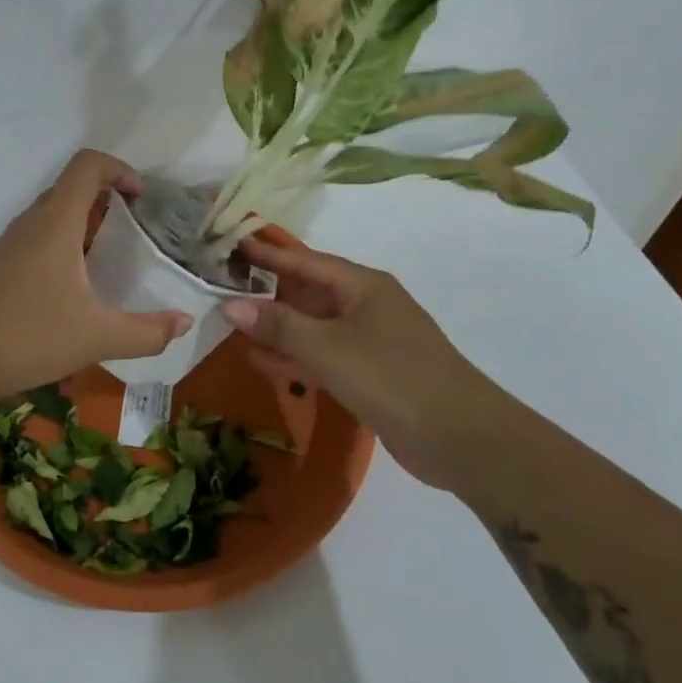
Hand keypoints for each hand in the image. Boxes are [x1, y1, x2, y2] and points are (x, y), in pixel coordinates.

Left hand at [0, 150, 192, 401]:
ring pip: (49, 217)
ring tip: (104, 265)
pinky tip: (67, 293)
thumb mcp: (98, 337)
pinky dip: (58, 249)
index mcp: (55, 224)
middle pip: (69, 189)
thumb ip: (147, 332)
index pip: (87, 166)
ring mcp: (5, 247)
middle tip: (130, 233)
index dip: (119, 169)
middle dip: (105, 200)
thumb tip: (184, 323)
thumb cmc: (28, 336)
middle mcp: (29, 225)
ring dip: (80, 227)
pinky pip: (32, 242)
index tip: (140, 199)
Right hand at [221, 237, 518, 487]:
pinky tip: (261, 362)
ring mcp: (369, 341)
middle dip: (266, 292)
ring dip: (276, 328)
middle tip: (220, 288)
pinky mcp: (370, 374)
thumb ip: (278, 325)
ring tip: (230, 326)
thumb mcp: (328, 348)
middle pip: (307, 292)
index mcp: (362, 285)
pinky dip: (294, 357)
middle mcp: (366, 305)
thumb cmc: (392, 377)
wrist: (461, 438)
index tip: (230, 244)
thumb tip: (229, 305)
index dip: (267, 253)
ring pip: (312, 326)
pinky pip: (322, 356)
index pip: (304, 261)